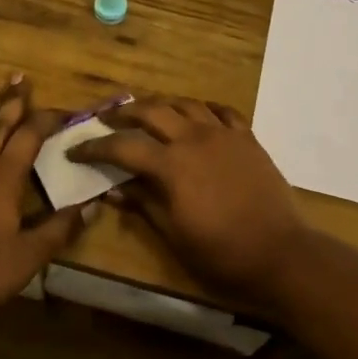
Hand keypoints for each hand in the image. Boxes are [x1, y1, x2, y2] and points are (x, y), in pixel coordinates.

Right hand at [67, 98, 308, 306]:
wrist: (281, 254)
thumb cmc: (221, 253)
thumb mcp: (173, 234)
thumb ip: (142, 204)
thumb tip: (111, 189)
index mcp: (171, 165)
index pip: (123, 146)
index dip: (95, 147)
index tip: (75, 149)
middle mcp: (194, 138)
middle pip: (152, 111)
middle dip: (125, 113)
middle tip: (107, 119)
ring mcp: (224, 135)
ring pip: (186, 104)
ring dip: (162, 105)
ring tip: (149, 113)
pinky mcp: (248, 139)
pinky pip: (223, 112)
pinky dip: (204, 109)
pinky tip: (198, 116)